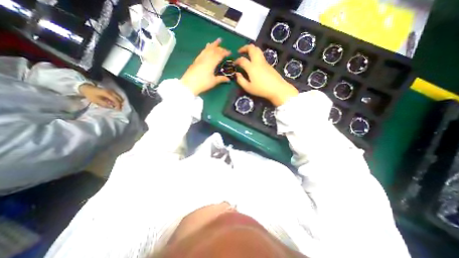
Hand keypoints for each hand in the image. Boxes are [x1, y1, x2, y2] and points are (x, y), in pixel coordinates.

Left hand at [78, 84, 122, 109]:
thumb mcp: (96, 100)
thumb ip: (105, 104)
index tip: (118, 110)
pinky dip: (118, 100)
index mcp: (108, 94)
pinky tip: (115, 103)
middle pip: (120, 99)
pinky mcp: (112, 91)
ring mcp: (112, 91)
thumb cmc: (90, 94)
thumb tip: (112, 107)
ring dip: (119, 102)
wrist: (86, 88)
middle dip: (120, 104)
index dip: (118, 105)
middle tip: (119, 109)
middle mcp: (112, 92)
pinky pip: (118, 96)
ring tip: (117, 106)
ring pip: (120, 97)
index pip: (116, 100)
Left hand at [179, 37, 229, 93]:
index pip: (219, 55)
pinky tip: (206, 47)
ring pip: (207, 49)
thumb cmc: (203, 83)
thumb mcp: (213, 81)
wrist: (189, 84)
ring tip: (217, 41)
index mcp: (211, 63)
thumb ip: (221, 79)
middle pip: (214, 50)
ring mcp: (200, 58)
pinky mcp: (196, 60)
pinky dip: (206, 48)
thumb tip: (228, 79)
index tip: (230, 52)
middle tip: (225, 48)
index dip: (225, 53)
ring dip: (213, 45)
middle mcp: (206, 58)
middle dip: (220, 48)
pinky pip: (202, 52)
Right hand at [235, 43, 299, 105]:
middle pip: (252, 48)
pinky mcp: (269, 64)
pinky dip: (256, 54)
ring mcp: (264, 62)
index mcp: (251, 67)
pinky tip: (254, 61)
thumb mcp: (248, 88)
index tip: (234, 64)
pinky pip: (261, 55)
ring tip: (247, 54)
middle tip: (240, 51)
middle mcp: (258, 62)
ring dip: (251, 49)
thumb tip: (237, 74)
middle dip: (245, 48)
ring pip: (258, 50)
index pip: (242, 60)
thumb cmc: (261, 89)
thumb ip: (241, 80)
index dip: (237, 60)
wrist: (277, 89)